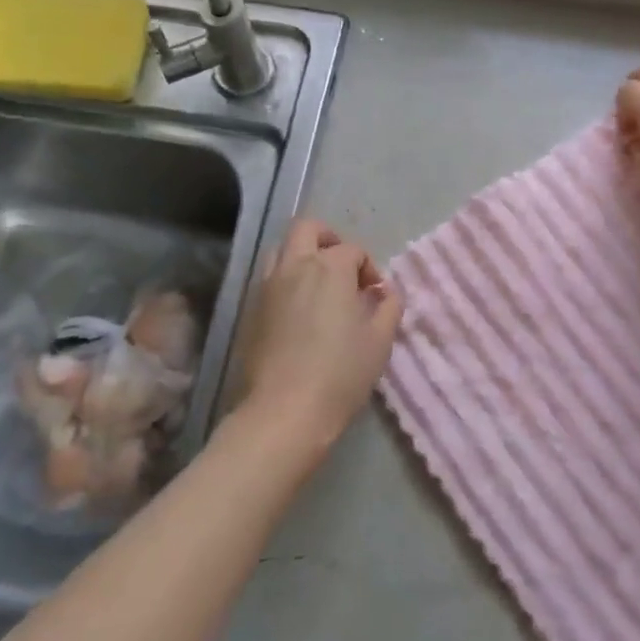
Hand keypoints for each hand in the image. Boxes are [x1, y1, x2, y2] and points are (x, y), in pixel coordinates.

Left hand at [236, 219, 403, 455]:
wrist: (284, 411)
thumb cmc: (341, 373)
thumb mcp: (380, 341)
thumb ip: (389, 307)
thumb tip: (385, 292)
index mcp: (330, 268)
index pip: (353, 250)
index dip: (369, 268)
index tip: (376, 295)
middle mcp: (295, 266)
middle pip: (307, 229)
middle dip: (329, 239)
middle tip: (343, 267)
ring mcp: (268, 286)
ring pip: (281, 249)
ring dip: (302, 256)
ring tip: (319, 286)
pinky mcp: (251, 310)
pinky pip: (269, 278)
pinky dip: (286, 281)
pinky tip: (300, 311)